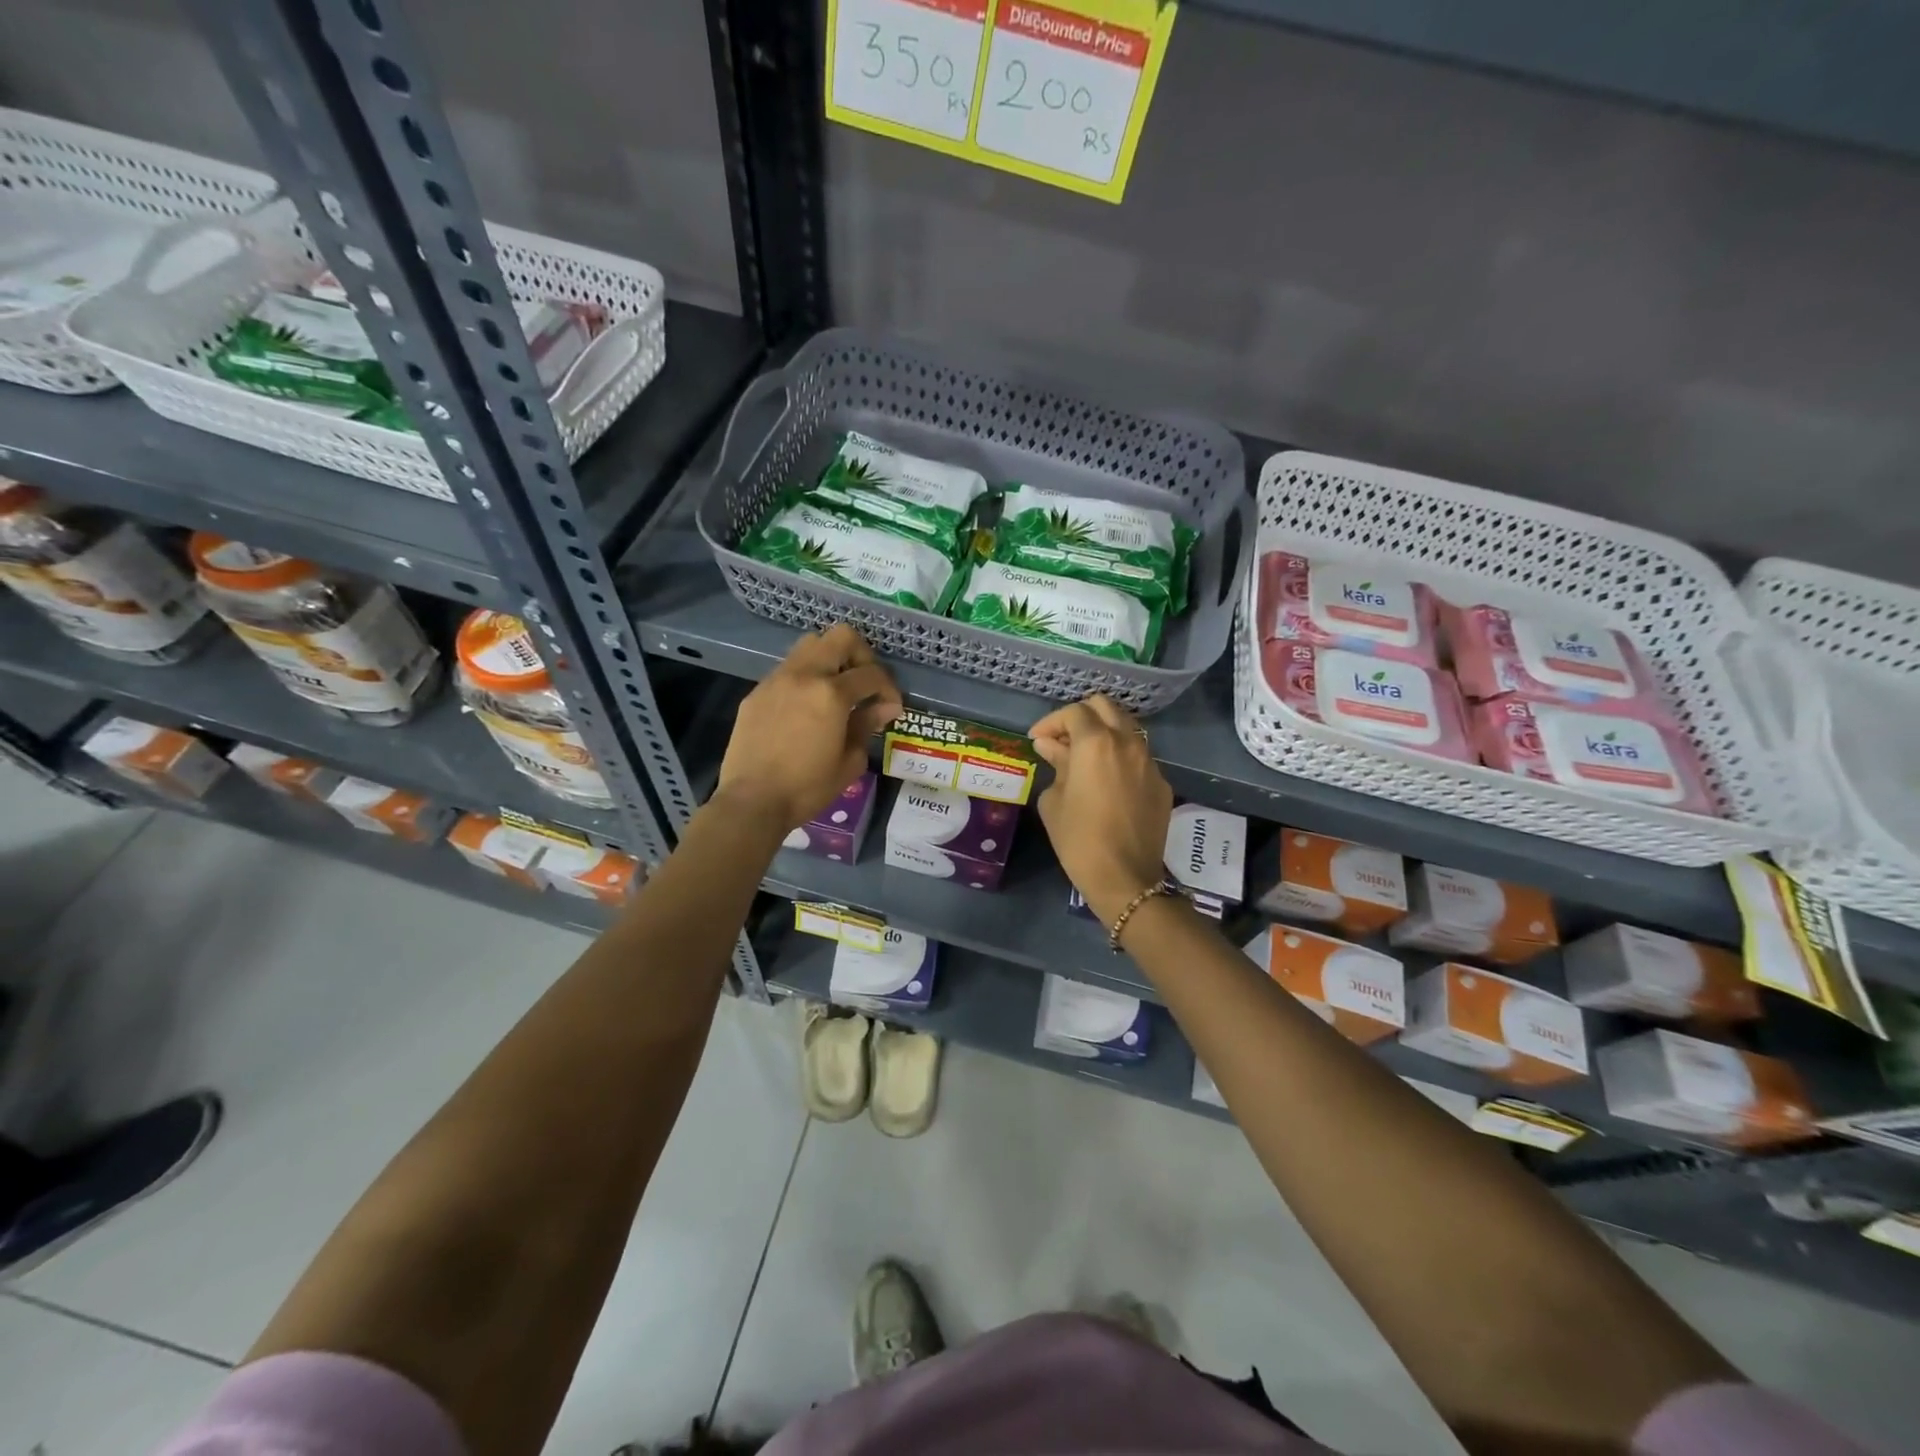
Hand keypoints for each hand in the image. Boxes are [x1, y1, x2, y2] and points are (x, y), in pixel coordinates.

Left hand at [717, 625, 902, 830]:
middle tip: (865, 684)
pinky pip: (787, 670)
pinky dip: (805, 678)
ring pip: (809, 645)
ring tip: (836, 690)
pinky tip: (806, 708)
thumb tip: (886, 708)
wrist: (751, 802)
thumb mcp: (849, 761)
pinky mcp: (757, 692)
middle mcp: (804, 675)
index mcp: (831, 693)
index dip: (889, 688)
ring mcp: (776, 680)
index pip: (871, 674)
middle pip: (840, 637)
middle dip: (861, 656)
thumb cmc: (807, 788)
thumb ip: (867, 726)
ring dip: (830, 659)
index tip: (891, 707)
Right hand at [1030, 694, 1172, 924]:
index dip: (1051, 722)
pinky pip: (1138, 756)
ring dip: (1103, 733)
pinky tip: (1107, 780)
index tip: (1037, 739)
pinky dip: (1120, 757)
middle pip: (1105, 706)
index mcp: (1096, 743)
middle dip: (1080, 716)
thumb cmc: (1078, 839)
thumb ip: (1056, 764)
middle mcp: (1127, 742)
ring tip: (1084, 757)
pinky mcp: (1161, 783)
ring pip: (1126, 728)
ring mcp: (1149, 762)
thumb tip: (1051, 746)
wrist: (1125, 878)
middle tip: (1062, 738)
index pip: (1074, 713)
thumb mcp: (1054, 800)